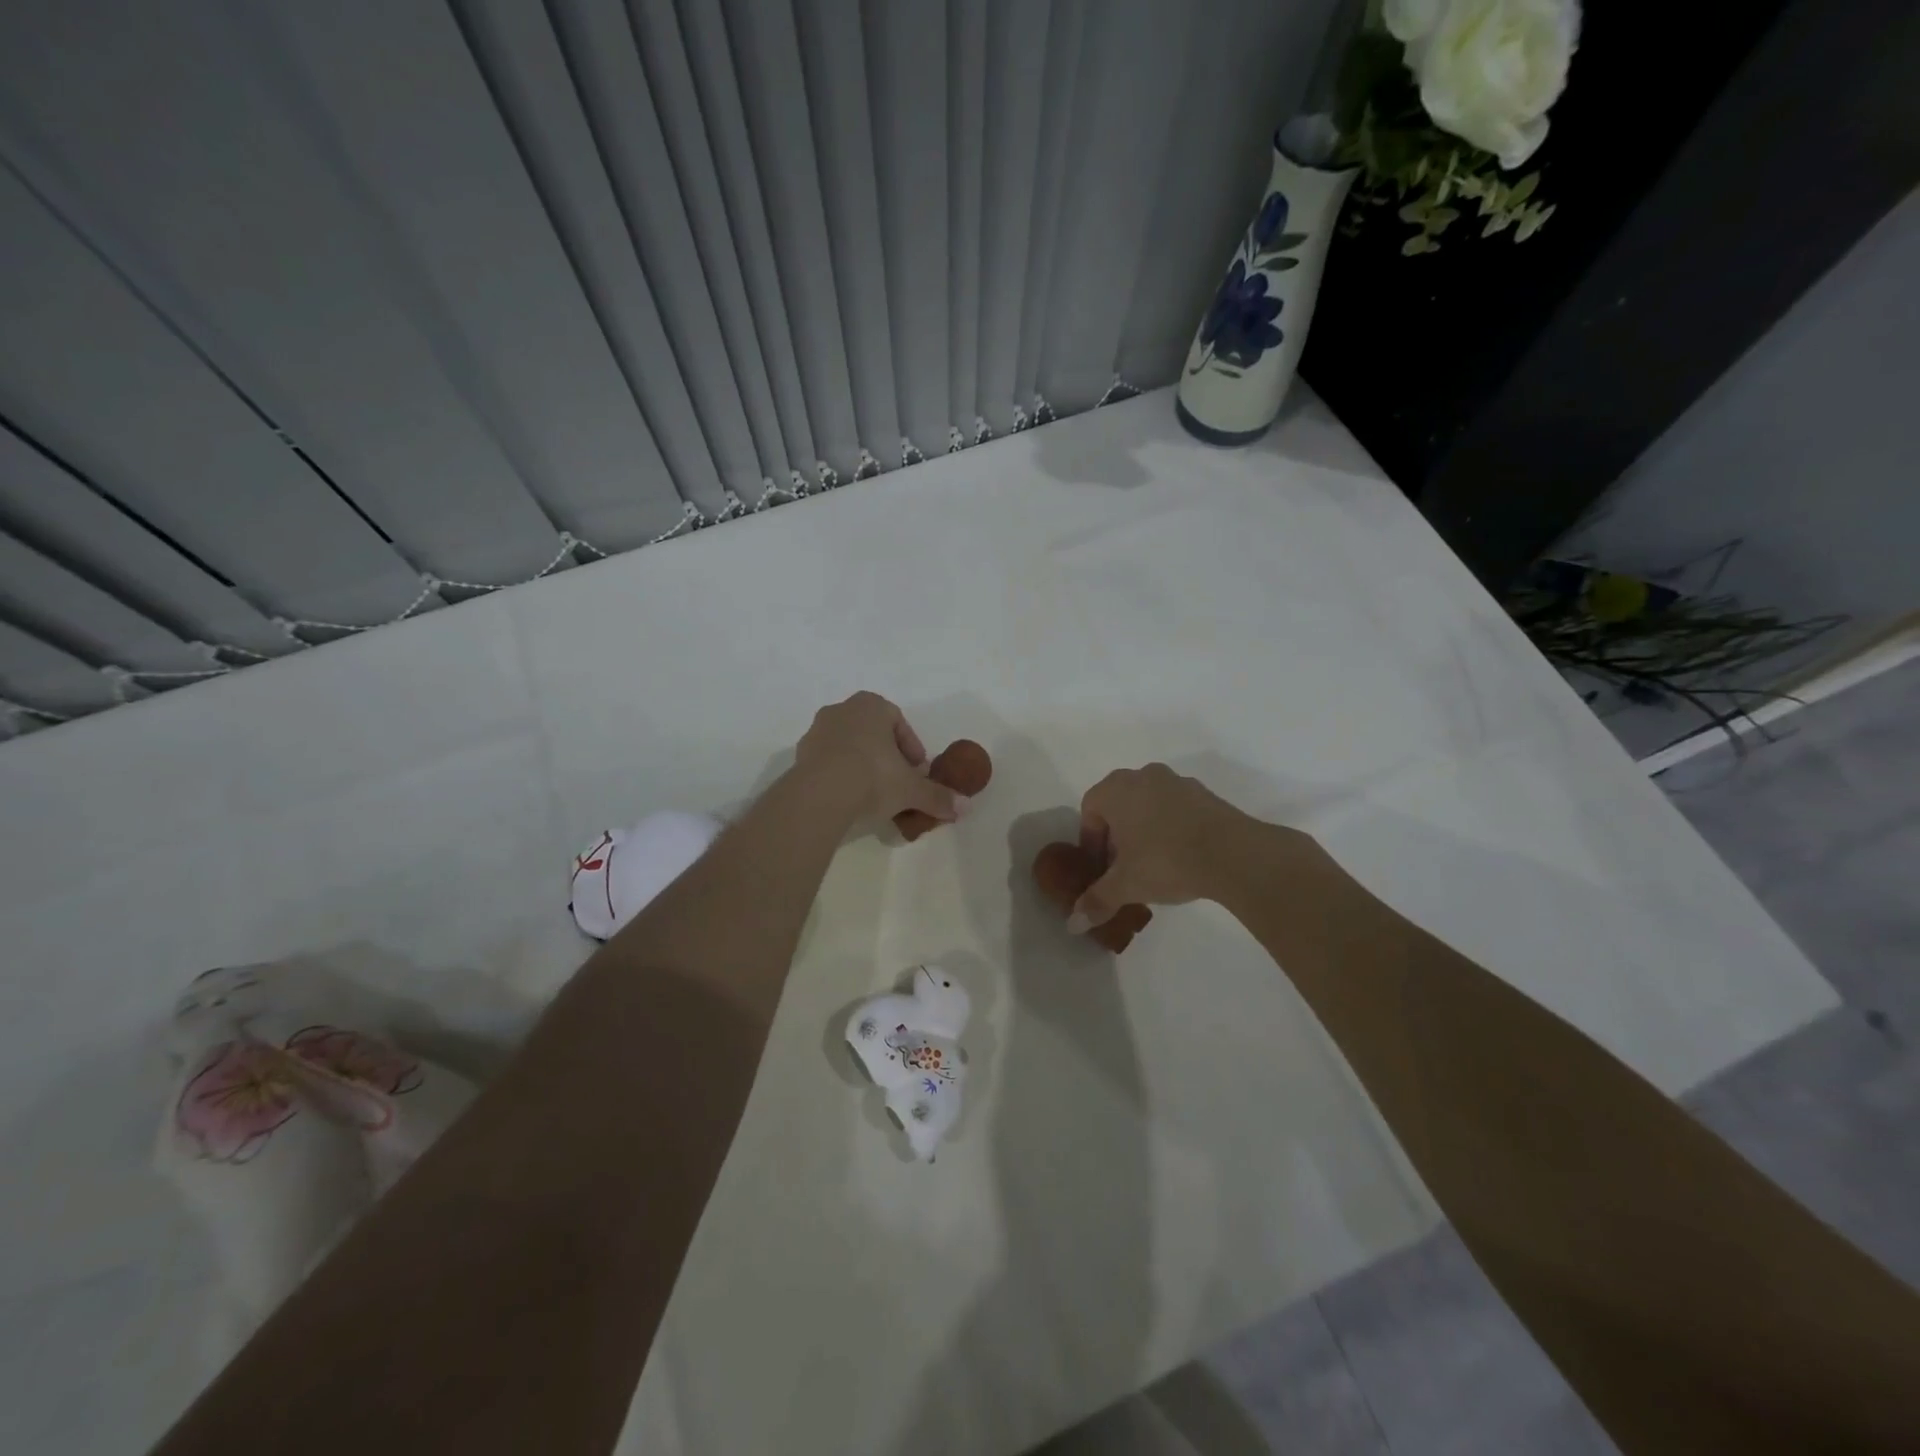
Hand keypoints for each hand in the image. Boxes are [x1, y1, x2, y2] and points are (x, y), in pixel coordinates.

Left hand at [792, 692, 966, 827]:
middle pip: (871, 732)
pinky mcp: (799, 756)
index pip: (898, 721)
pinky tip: (849, 799)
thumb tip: (964, 807)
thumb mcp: (912, 789)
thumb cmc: (873, 776)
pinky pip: (827, 763)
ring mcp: (816, 732)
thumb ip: (937, 796)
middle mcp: (841, 710)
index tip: (917, 770)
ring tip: (873, 794)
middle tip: (897, 782)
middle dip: (886, 755)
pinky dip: (840, 776)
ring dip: (861, 765)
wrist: (820, 794)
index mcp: (870, 705)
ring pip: (847, 746)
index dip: (911, 748)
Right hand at [1070, 763, 1259, 929]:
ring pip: (1148, 805)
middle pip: (1119, 805)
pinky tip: (1181, 857)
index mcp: (1116, 789)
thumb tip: (1074, 923)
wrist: (1234, 853)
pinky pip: (1176, 809)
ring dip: (1145, 830)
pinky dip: (1172, 828)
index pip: (1089, 810)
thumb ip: (1097, 900)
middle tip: (1123, 867)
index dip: (1091, 842)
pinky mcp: (1206, 794)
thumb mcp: (1126, 885)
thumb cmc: (1166, 860)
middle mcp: (1143, 776)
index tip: (1101, 869)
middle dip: (1117, 836)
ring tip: (1154, 865)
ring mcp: (1177, 782)